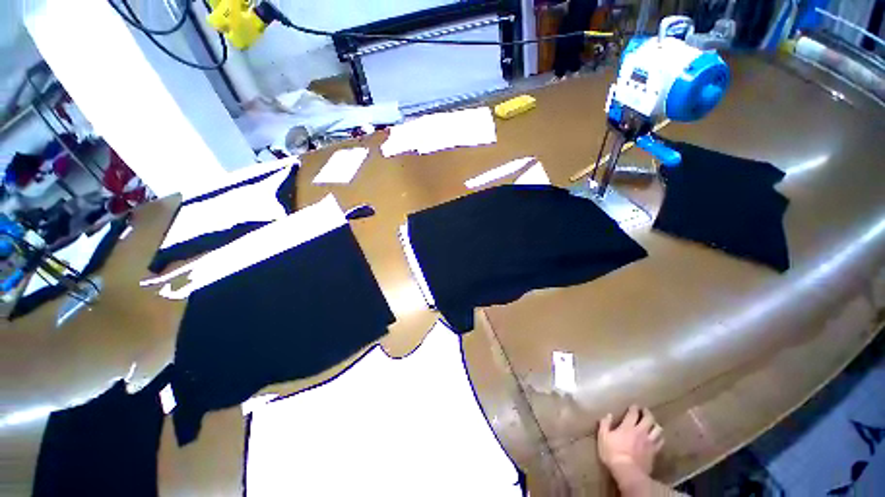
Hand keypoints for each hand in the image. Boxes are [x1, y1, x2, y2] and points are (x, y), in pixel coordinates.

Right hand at [598, 405, 663, 479]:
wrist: (628, 472)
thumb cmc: (612, 453)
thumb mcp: (603, 437)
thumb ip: (605, 424)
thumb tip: (608, 414)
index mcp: (628, 427)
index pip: (633, 413)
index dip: (634, 408)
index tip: (634, 406)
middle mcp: (641, 432)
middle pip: (649, 419)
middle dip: (647, 413)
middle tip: (645, 411)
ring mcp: (649, 442)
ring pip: (658, 430)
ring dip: (656, 425)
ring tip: (653, 424)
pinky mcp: (654, 452)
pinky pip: (660, 442)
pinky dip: (659, 437)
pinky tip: (657, 438)